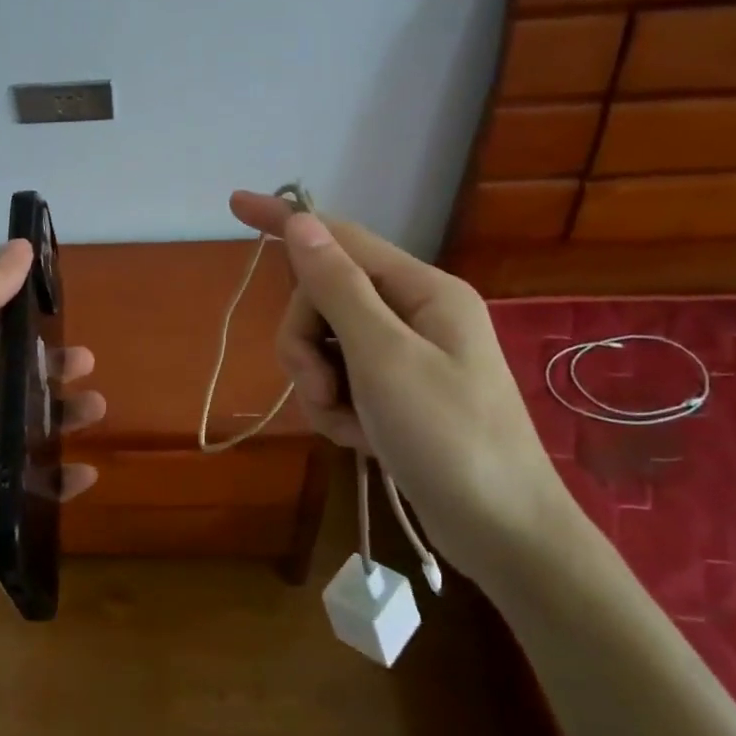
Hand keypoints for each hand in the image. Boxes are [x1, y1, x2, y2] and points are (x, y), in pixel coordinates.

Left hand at [0, 241, 105, 609]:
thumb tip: (22, 244)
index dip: (18, 321)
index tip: (63, 316)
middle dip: (44, 372)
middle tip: (88, 370)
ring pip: (9, 428)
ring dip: (52, 420)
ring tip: (95, 414)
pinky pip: (11, 480)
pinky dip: (46, 477)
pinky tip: (82, 478)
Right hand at [229, 191, 568, 584]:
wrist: (502, 532)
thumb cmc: (449, 437)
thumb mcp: (385, 357)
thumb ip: (338, 287)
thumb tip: (301, 224)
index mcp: (421, 290)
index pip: (339, 238)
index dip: (285, 221)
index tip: (234, 204)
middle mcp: (412, 313)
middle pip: (322, 300)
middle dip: (306, 345)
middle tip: (323, 389)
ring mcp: (403, 354)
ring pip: (324, 345)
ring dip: (319, 385)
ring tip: (347, 424)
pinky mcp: (395, 392)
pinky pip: (339, 380)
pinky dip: (336, 409)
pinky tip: (359, 439)